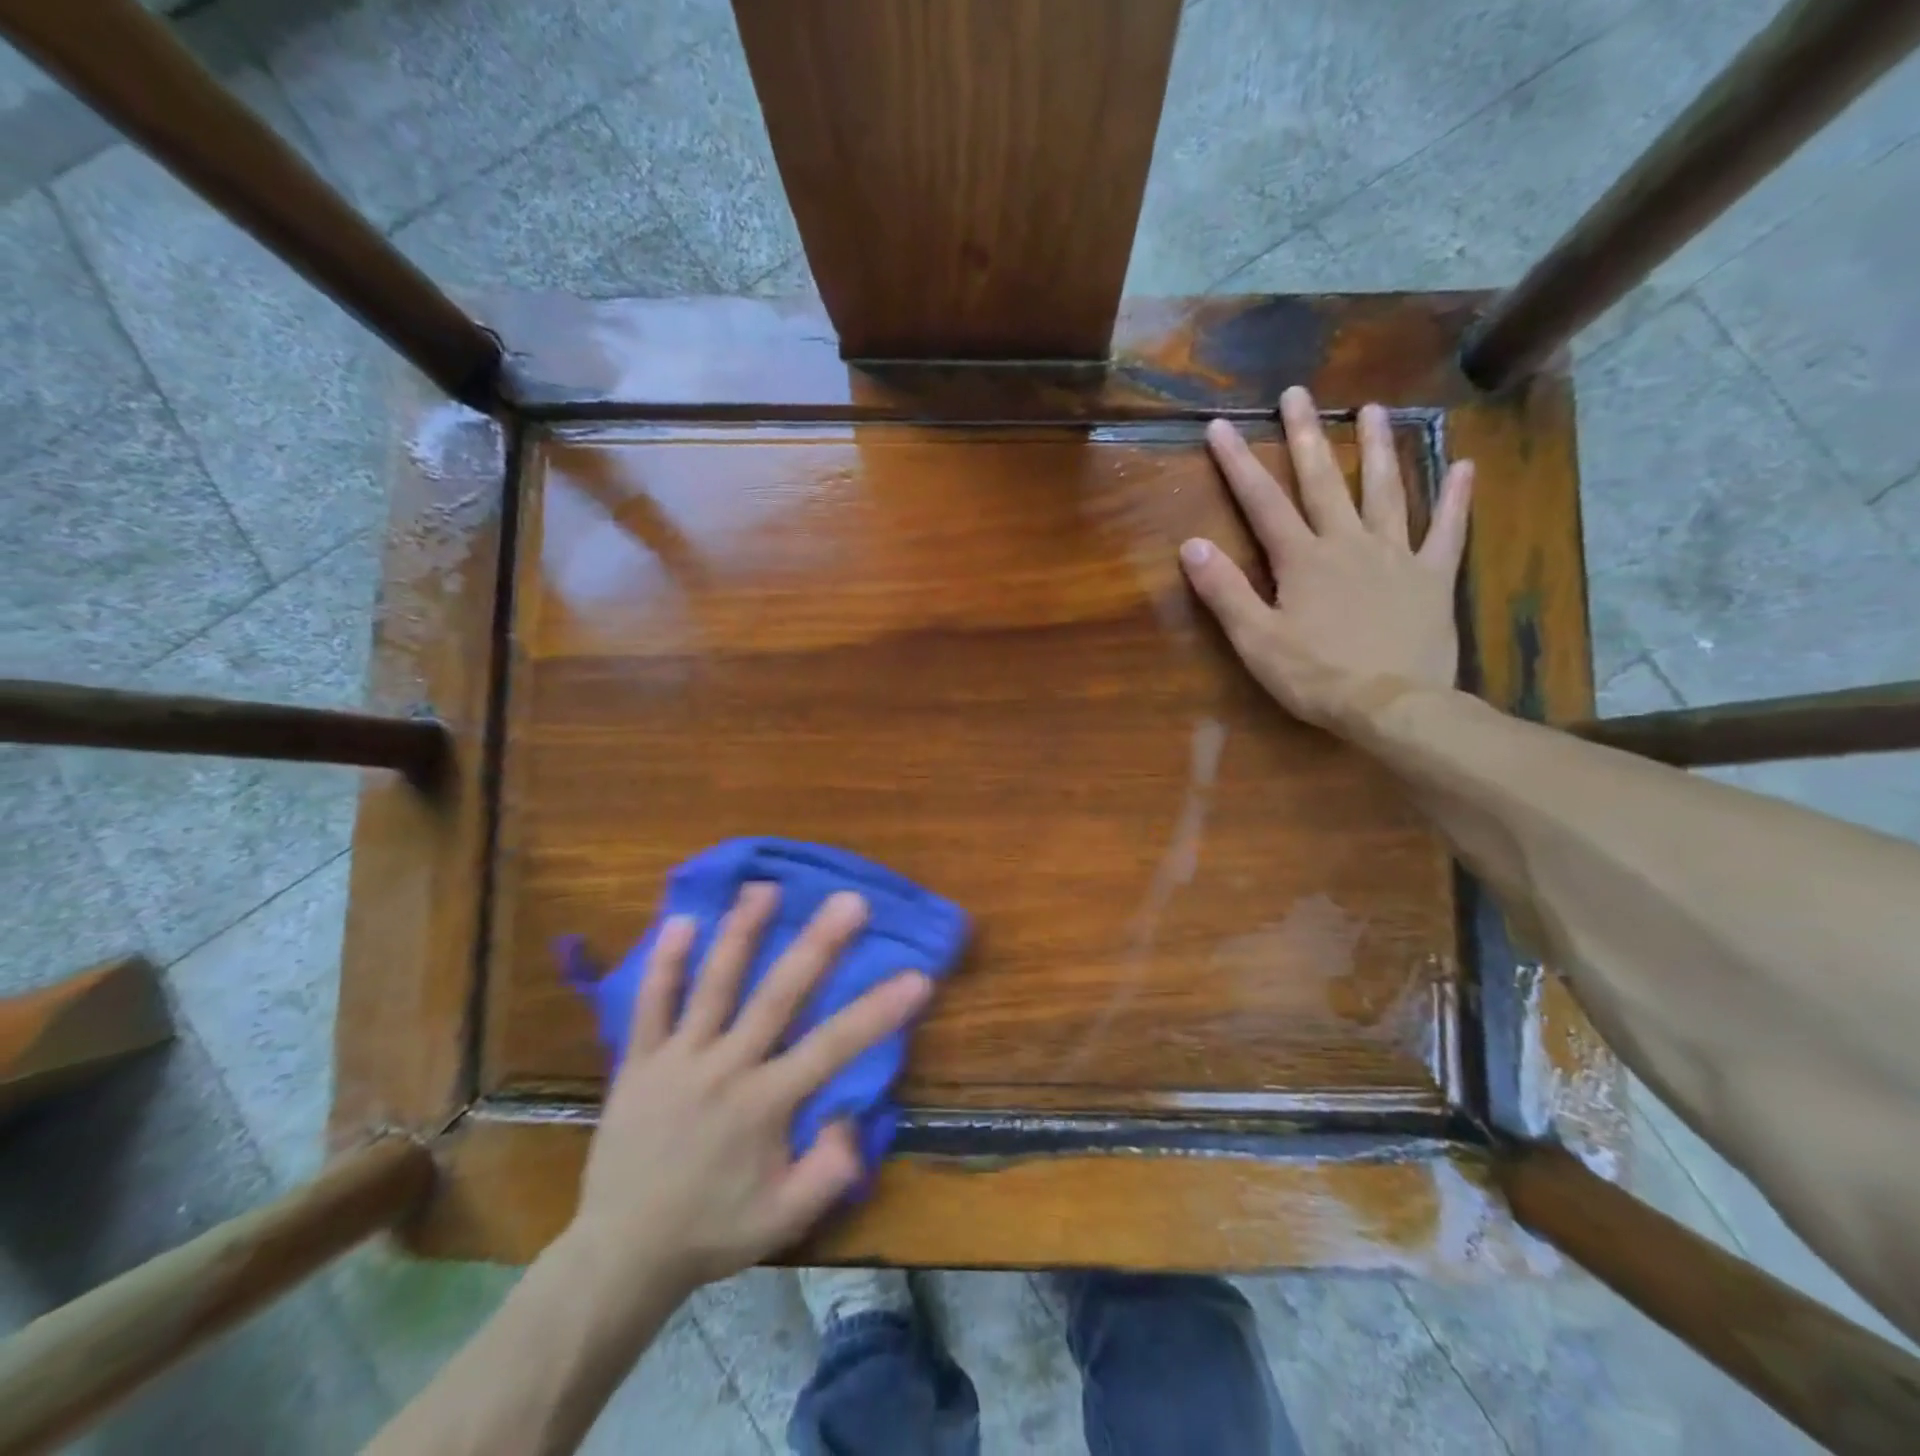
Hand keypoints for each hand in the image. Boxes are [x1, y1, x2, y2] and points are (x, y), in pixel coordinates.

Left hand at [570, 884, 930, 1296]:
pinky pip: (650, 1005)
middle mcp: (725, 1069)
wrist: (620, 1254)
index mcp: (764, 1105)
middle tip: (849, 901)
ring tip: (764, 888)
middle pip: (777, 996)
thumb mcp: (782, 1221)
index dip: (878, 1011)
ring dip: (741, 933)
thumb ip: (828, 1173)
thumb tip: (854, 1119)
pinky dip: (665, 963)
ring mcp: (678, 1060)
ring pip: (714, 985)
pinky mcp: (638, 1062)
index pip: (832, 1047)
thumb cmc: (712, 1230)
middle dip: (817, 945)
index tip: (917, 976)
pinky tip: (680, 921)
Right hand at [1179, 385, 1473, 730]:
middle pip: (1323, 481)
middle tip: (1297, 393)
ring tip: (1373, 408)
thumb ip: (1225, 591)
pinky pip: (1447, 530)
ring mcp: (1395, 555)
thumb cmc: (1315, 676)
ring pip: (1386, 490)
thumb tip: (1191, 544)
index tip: (1221, 426)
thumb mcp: (1255, 640)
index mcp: (1302, 560)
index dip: (1239, 464)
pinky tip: (1463, 465)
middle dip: (1305, 436)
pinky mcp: (1433, 576)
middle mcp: (1348, 543)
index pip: (1262, 502)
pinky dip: (1455, 498)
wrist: (1391, 705)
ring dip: (1377, 448)